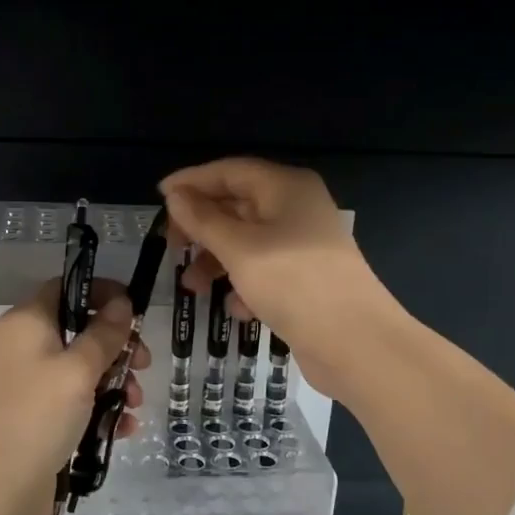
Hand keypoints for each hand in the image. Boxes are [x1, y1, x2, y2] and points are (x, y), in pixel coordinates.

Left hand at [0, 278, 149, 514]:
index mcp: (29, 323)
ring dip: (116, 382)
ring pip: (84, 370)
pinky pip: (79, 403)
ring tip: (133, 405)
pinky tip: (123, 428)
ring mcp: (34, 386)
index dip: (101, 292)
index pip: (66, 287)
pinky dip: (102, 410)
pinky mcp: (42, 419)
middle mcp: (28, 348)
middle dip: (118, 347)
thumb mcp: (78, 370)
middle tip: (144, 364)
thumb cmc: (37, 415)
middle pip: (81, 331)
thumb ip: (104, 334)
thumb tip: (122, 303)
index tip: (134, 309)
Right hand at [160, 158, 393, 399]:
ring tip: (192, 289)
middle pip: (237, 205)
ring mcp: (303, 245)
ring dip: (216, 262)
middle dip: (202, 228)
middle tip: (172, 249)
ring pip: (247, 242)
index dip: (192, 182)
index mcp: (285, 187)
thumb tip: (175, 195)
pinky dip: (244, 285)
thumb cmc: (293, 284)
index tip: (158, 199)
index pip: (229, 171)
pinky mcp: (306, 278)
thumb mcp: (239, 249)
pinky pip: (264, 270)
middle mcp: (296, 208)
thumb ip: (203, 220)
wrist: (356, 343)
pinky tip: (236, 309)